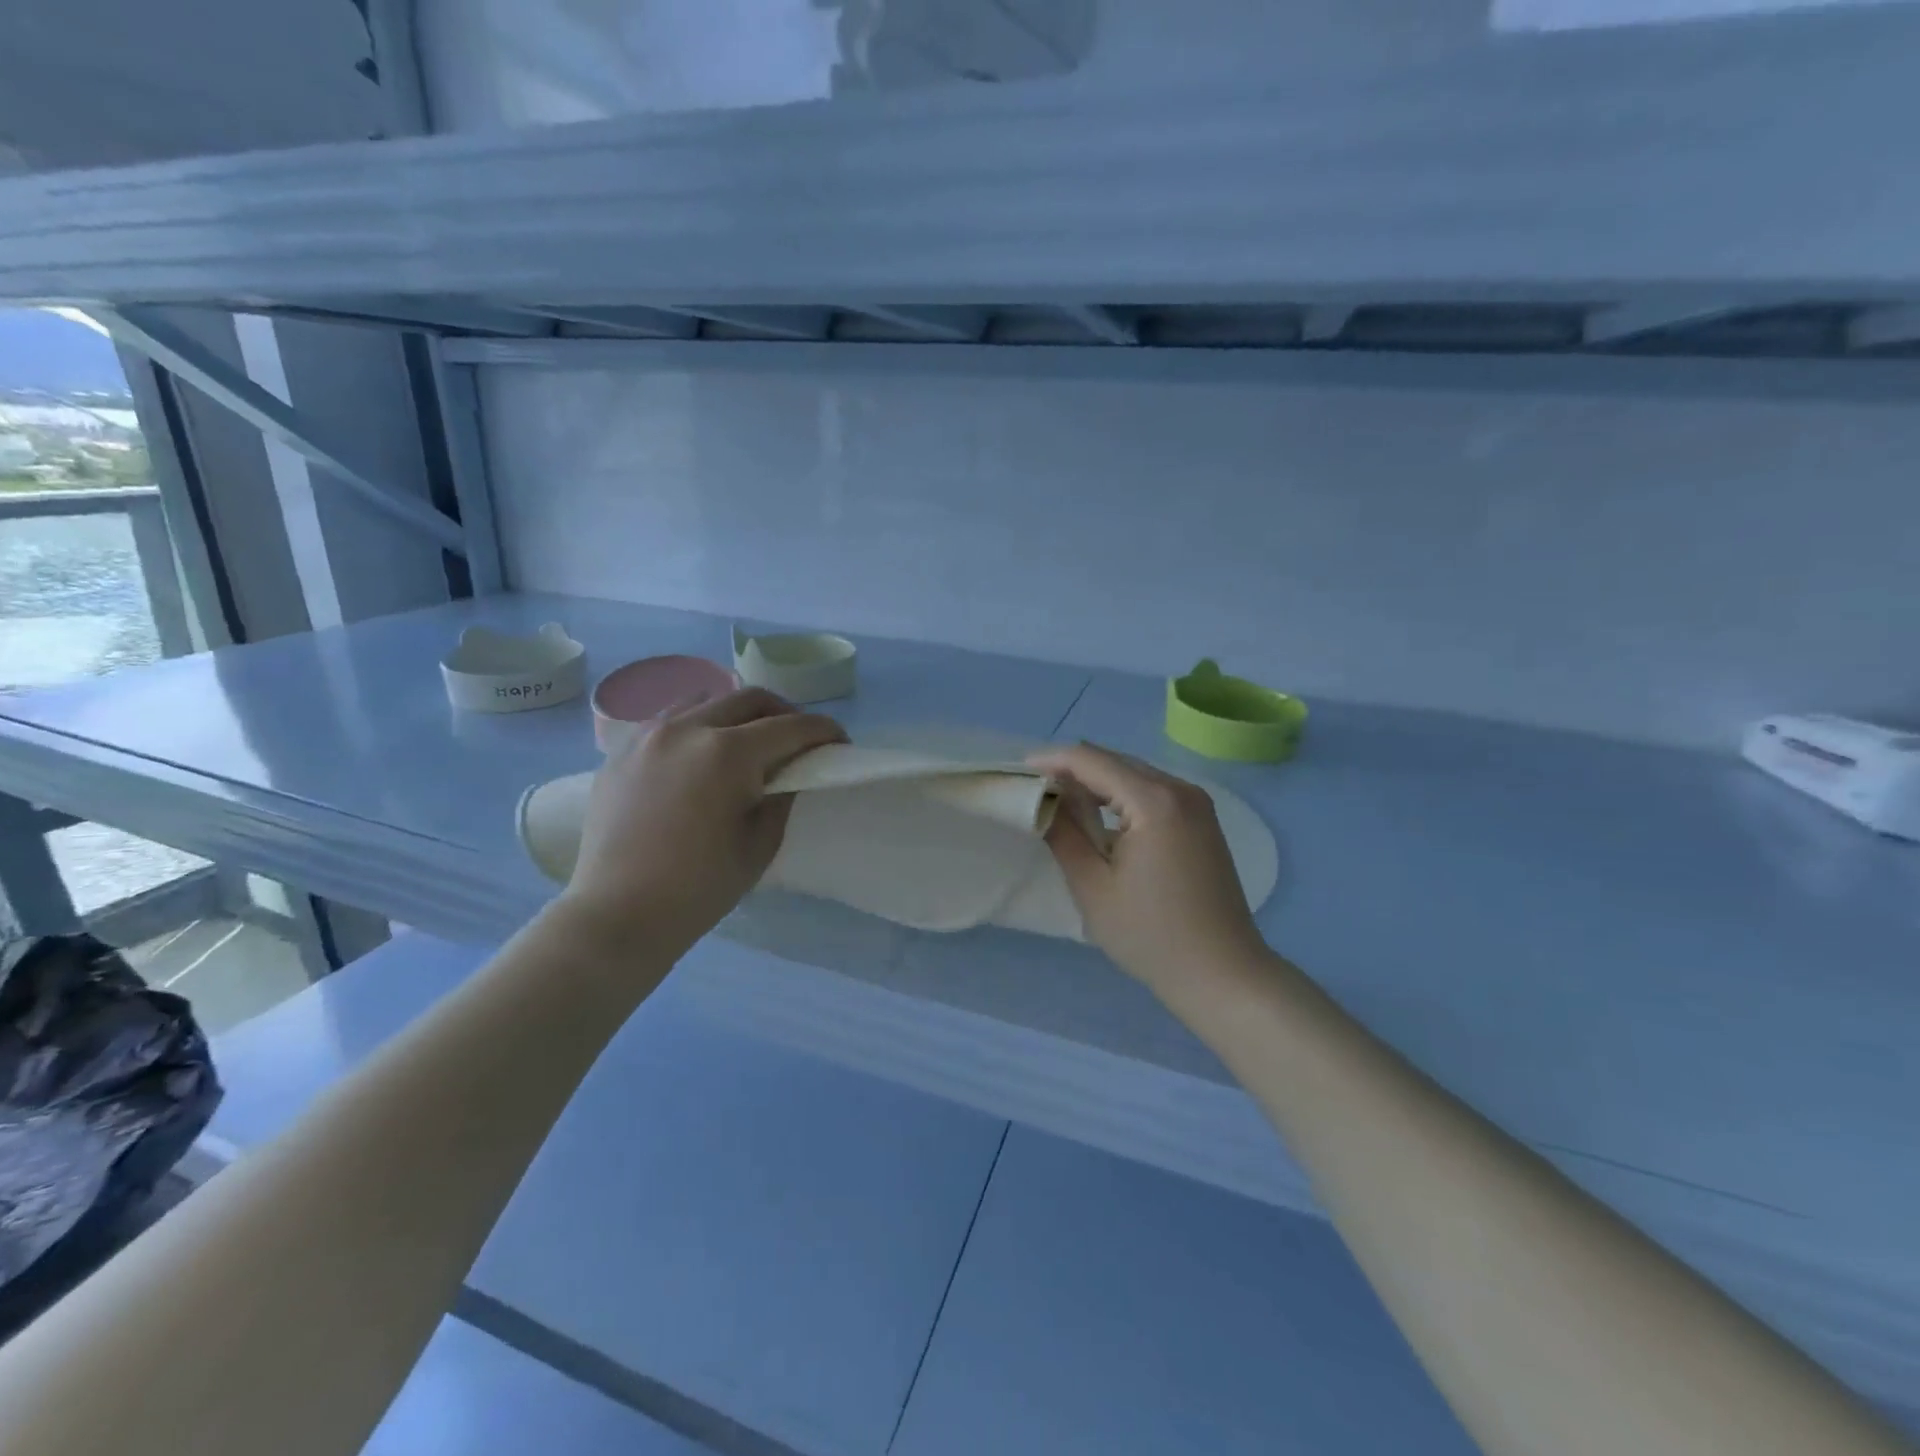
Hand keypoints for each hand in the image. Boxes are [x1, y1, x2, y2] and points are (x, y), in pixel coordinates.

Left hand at [563, 688, 845, 951]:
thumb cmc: (700, 887)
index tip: (839, 742)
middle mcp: (687, 728)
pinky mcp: (621, 750)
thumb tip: (790, 773)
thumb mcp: (761, 844)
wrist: (618, 913)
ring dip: (738, 714)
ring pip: (706, 700)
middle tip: (798, 740)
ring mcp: (648, 735)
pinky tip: (701, 756)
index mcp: (727, 753)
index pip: (790, 727)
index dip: (823, 731)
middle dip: (784, 713)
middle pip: (750, 699)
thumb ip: (783, 797)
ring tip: (748, 742)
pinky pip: (669, 720)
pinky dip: (698, 726)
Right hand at [1028, 743, 1266, 996]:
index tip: (1019, 771)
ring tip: (1060, 802)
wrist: (1222, 974)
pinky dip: (1121, 796)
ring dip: (1097, 783)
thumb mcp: (1093, 886)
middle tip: (1034, 789)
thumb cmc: (1151, 935)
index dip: (1052, 761)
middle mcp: (1181, 790)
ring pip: (1134, 775)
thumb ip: (1064, 834)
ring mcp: (1197, 804)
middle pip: (1115, 762)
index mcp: (1155, 801)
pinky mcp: (1202, 821)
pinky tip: (1100, 817)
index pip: (1092, 761)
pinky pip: (1153, 792)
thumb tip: (1045, 799)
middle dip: (1072, 770)